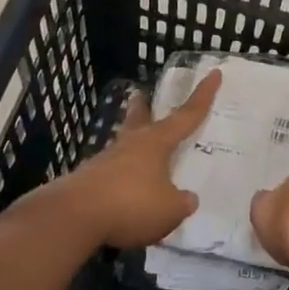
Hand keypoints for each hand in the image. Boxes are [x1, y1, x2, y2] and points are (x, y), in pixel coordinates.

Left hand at [45, 70, 219, 248]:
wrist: (74, 215)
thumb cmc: (131, 204)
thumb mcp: (169, 210)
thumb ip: (182, 203)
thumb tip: (188, 198)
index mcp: (157, 142)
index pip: (187, 115)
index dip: (203, 95)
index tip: (214, 73)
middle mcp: (131, 144)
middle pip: (140, 118)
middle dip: (144, 107)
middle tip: (141, 95)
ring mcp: (106, 160)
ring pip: (123, 145)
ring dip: (131, 145)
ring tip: (138, 154)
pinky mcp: (88, 180)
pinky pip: (111, 173)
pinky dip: (120, 177)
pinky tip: (123, 192)